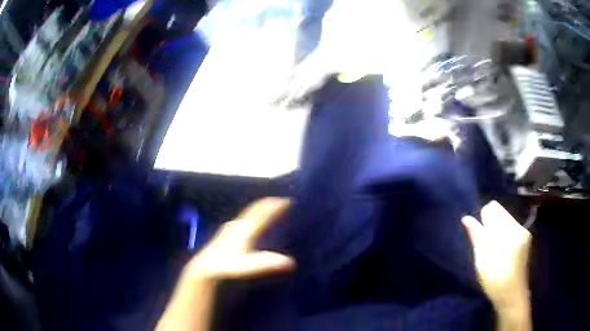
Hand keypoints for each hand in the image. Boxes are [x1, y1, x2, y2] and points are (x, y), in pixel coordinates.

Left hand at [157, 198, 294, 330]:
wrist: (204, 270)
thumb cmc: (226, 267)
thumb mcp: (247, 266)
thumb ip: (267, 263)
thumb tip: (290, 262)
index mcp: (243, 229)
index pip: (260, 213)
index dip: (273, 205)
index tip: (287, 200)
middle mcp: (236, 226)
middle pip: (253, 211)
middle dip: (266, 206)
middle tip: (279, 203)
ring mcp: (228, 230)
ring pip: (246, 216)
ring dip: (257, 212)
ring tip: (267, 212)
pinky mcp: (224, 236)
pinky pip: (241, 222)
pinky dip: (250, 219)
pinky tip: (248, 227)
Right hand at [462, 201, 531, 329]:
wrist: (511, 295)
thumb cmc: (494, 278)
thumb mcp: (482, 259)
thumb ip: (476, 235)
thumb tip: (466, 218)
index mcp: (508, 229)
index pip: (493, 208)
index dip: (483, 218)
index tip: (479, 234)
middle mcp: (518, 226)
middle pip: (500, 213)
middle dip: (490, 225)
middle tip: (485, 244)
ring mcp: (524, 233)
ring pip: (506, 222)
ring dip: (497, 231)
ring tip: (493, 250)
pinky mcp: (526, 240)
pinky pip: (512, 229)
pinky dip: (504, 236)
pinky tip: (501, 252)